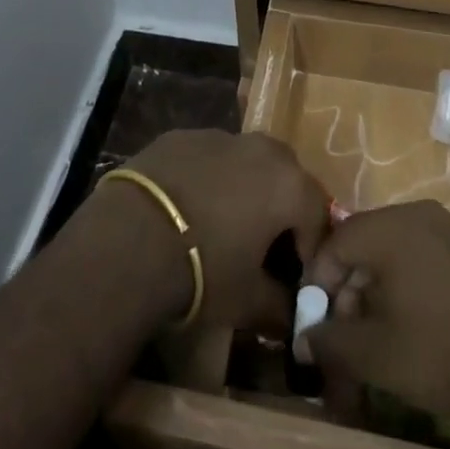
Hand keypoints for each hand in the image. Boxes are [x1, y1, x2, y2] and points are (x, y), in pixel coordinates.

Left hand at [116, 130, 329, 332]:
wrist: (131, 238)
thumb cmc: (204, 270)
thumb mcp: (249, 301)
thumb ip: (280, 305)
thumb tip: (291, 312)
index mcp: (289, 183)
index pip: (317, 215)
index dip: (310, 249)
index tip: (295, 276)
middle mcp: (261, 149)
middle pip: (285, 177)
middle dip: (280, 209)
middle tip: (263, 244)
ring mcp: (218, 135)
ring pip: (244, 161)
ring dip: (243, 188)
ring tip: (221, 224)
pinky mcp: (180, 136)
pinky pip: (206, 157)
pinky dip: (206, 178)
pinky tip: (186, 208)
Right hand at [302, 202, 449, 424]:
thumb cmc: (443, 352)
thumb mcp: (375, 356)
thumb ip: (330, 342)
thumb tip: (306, 338)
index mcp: (391, 226)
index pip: (336, 242)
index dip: (320, 282)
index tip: (319, 321)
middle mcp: (423, 215)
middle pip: (370, 244)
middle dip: (353, 289)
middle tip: (353, 334)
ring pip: (405, 252)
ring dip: (387, 288)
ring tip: (391, 334)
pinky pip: (438, 262)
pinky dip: (423, 287)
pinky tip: (434, 328)